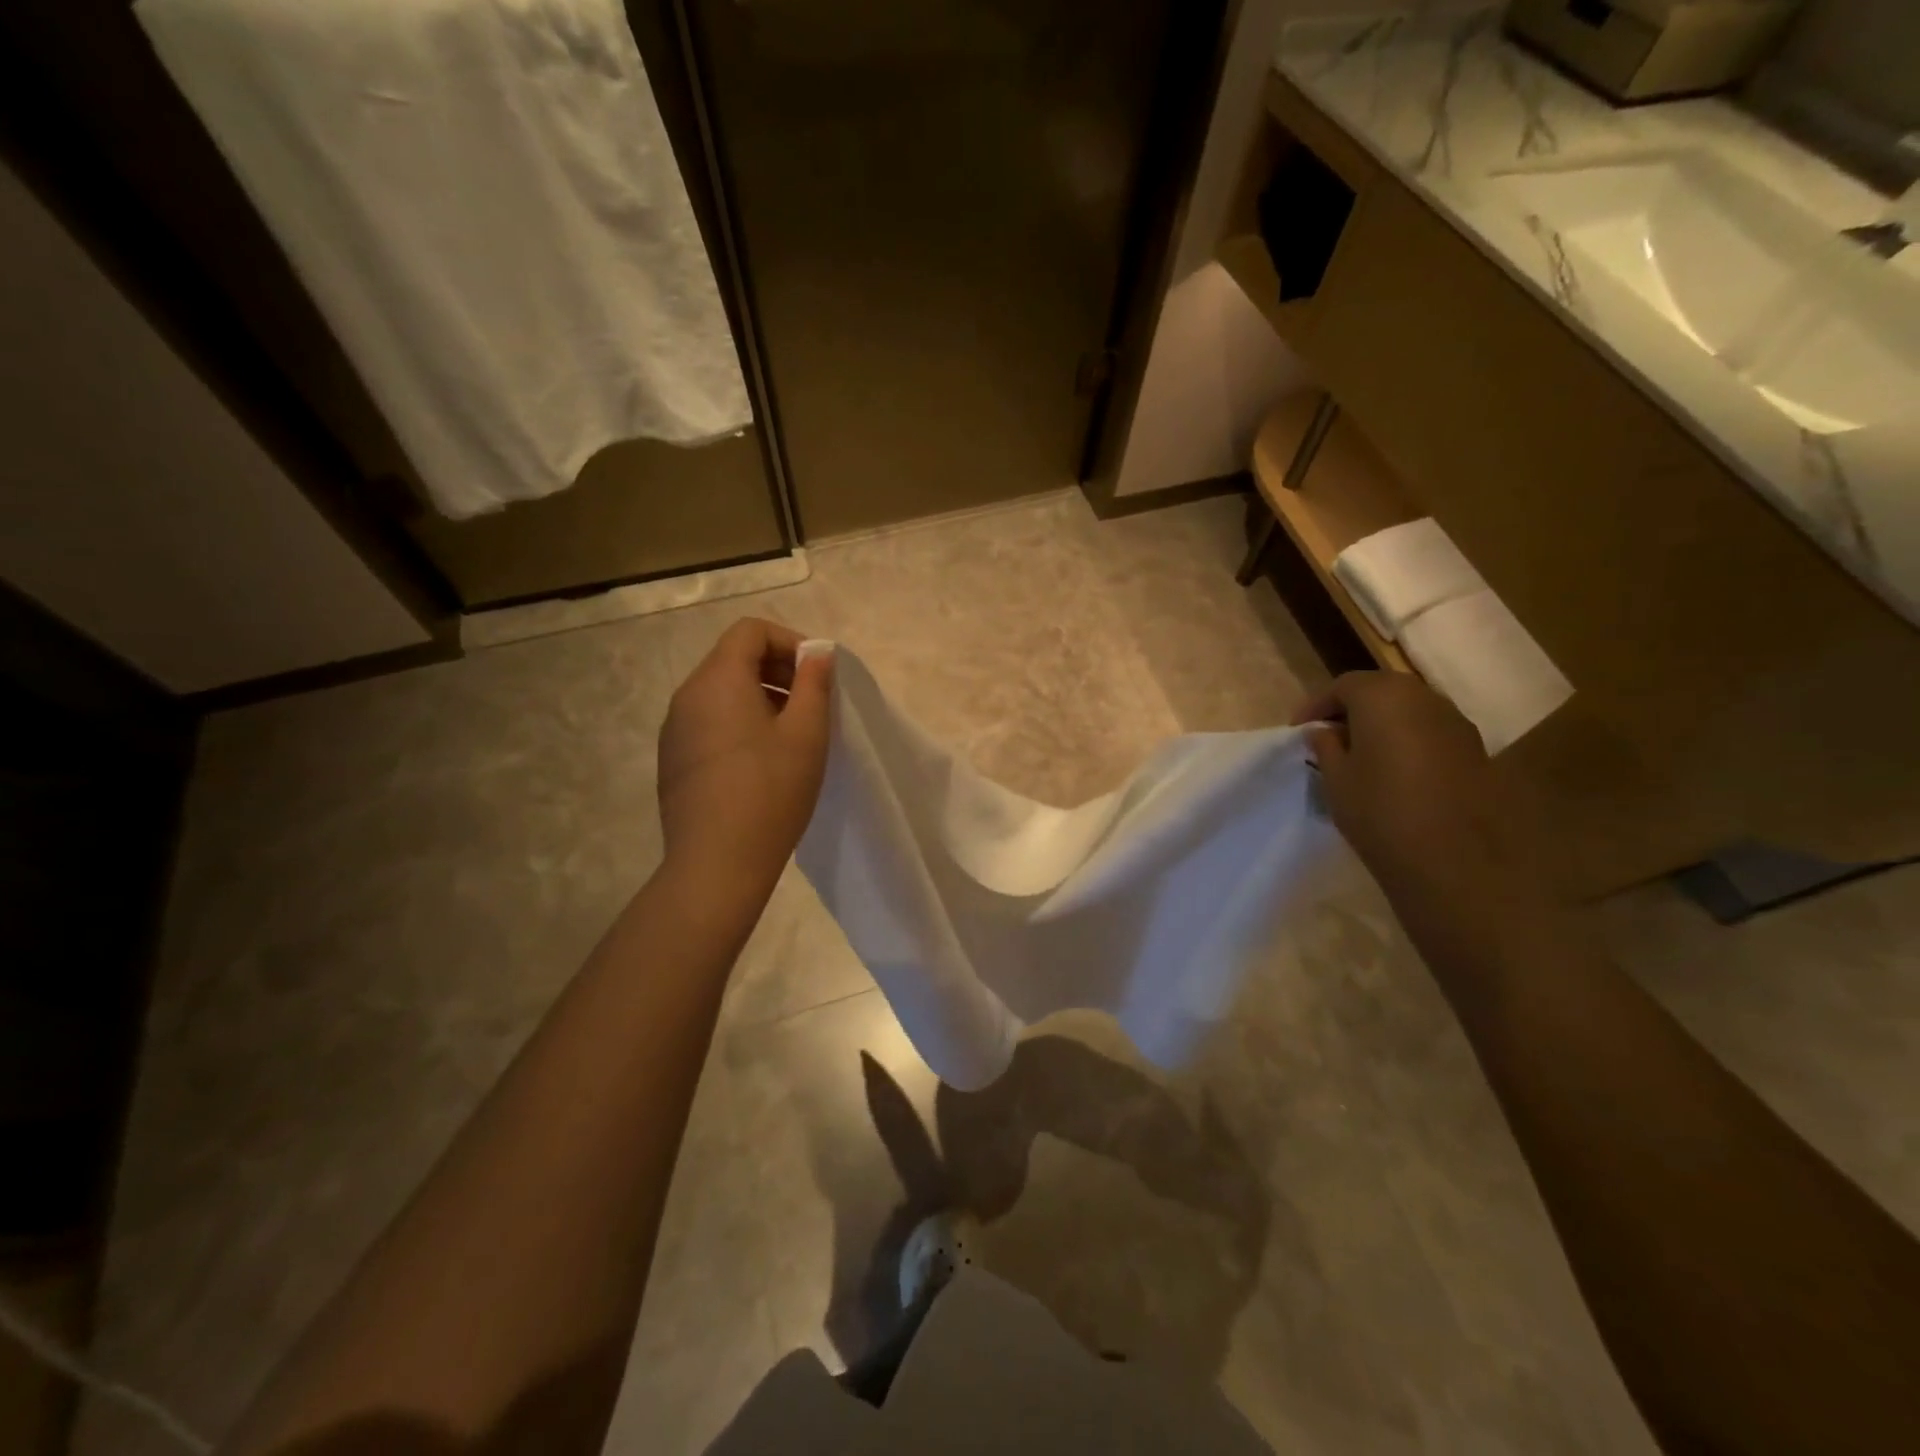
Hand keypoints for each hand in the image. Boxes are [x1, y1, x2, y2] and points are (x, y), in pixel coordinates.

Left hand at [658, 619, 832, 897]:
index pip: (750, 631)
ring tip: (791, 735)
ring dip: (760, 698)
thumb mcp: (807, 734)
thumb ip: (814, 684)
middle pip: (733, 658)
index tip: (817, 675)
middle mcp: (687, 696)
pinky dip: (738, 723)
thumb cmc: (770, 792)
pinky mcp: (673, 759)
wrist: (716, 864)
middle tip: (811, 704)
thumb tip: (817, 653)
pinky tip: (761, 763)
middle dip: (778, 670)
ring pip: (721, 692)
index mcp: (718, 680)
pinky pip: (708, 722)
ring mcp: (674, 730)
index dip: (790, 641)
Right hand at [1293, 671, 1540, 904]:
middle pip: (1379, 690)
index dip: (1317, 706)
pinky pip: (1430, 731)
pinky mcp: (1474, 749)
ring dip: (1381, 723)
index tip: (1299, 731)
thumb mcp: (1335, 779)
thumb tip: (1324, 732)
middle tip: (1327, 737)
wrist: (1453, 860)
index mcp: (1383, 697)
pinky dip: (1407, 739)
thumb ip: (1326, 747)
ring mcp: (1455, 722)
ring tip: (1359, 753)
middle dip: (1350, 709)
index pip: (1342, 685)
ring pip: (1408, 709)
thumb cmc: (1380, 811)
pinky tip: (1394, 769)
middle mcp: (1424, 698)